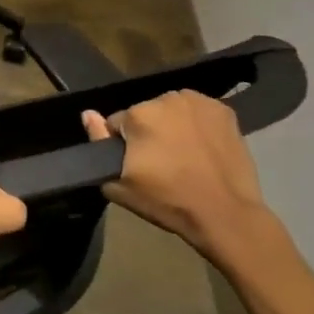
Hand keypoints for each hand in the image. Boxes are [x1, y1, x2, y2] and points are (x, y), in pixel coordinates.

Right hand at [81, 92, 283, 264]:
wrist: (225, 214)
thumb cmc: (168, 201)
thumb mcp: (120, 184)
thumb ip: (98, 143)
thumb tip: (88, 114)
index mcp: (138, 115)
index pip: (117, 123)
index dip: (123, 145)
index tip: (135, 165)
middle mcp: (166, 99)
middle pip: (145, 113)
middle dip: (148, 132)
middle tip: (160, 161)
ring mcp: (198, 102)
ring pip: (172, 110)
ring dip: (171, 125)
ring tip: (182, 154)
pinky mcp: (224, 111)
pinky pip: (198, 112)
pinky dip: (197, 124)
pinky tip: (202, 146)